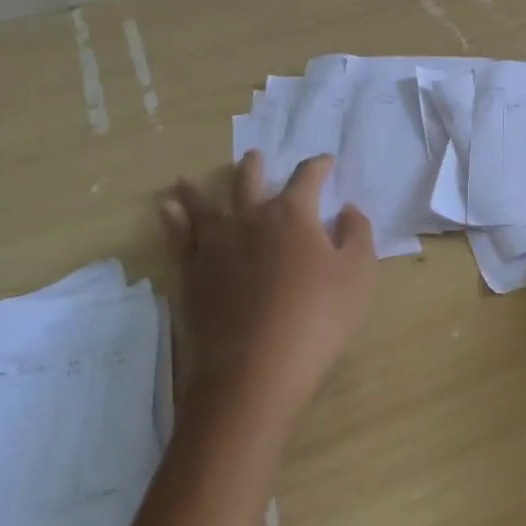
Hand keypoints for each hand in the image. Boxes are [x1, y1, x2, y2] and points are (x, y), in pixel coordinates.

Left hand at [161, 151, 376, 425]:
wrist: (255, 369)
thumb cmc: (317, 319)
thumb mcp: (358, 275)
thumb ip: (357, 234)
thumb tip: (347, 209)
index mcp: (293, 215)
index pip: (307, 178)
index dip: (319, 166)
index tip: (325, 161)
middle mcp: (251, 219)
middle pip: (251, 182)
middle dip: (256, 167)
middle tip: (255, 155)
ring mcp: (215, 244)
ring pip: (205, 205)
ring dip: (200, 188)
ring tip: (187, 178)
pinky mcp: (191, 272)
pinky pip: (178, 236)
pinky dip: (172, 218)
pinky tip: (166, 209)